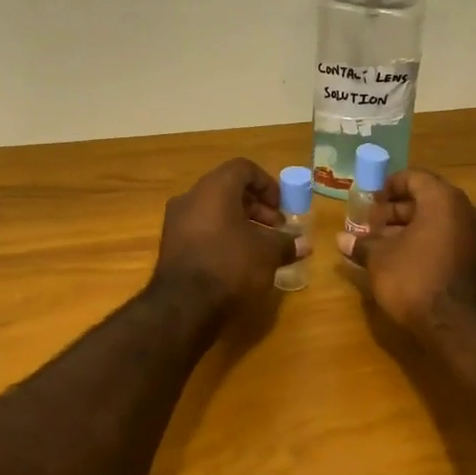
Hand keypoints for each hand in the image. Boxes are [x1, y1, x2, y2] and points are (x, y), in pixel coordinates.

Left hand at [152, 158, 305, 315]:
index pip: (243, 168)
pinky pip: (201, 229)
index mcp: (214, 188)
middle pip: (228, 189)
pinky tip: (238, 260)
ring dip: (240, 223)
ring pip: (214, 210)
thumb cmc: (230, 265)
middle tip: (276, 228)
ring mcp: (176, 221)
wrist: (183, 305)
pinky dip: (222, 235)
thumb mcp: (267, 253)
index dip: (267, 184)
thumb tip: (304, 245)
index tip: (282, 207)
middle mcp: (191, 197)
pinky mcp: (171, 245)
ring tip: (260, 247)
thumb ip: (286, 244)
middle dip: (257, 207)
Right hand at [338, 168, 475, 334]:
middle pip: (428, 199)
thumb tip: (342, 239)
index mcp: (444, 200)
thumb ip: (362, 244)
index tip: (369, 201)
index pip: (414, 178)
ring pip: (440, 222)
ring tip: (384, 246)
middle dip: (397, 211)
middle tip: (372, 226)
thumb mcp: (380, 260)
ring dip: (411, 229)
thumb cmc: (415, 280)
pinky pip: (451, 240)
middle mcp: (468, 211)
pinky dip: (428, 243)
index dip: (388, 186)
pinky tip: (406, 262)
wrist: (461, 328)